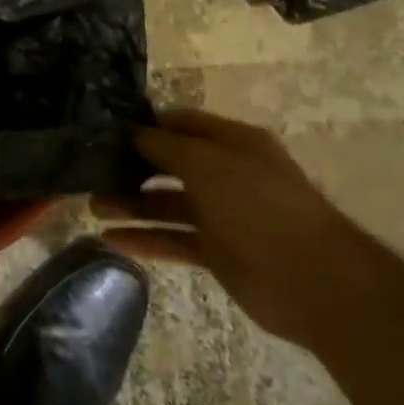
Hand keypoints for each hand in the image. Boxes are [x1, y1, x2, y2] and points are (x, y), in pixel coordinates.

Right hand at [96, 108, 360, 346]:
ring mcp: (222, 215)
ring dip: (129, 204)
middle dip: (130, 166)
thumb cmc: (259, 205)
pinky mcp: (217, 253)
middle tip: (90, 170)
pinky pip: (172, 239)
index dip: (145, 124)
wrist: (314, 281)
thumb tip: (133, 131)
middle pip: (168, 164)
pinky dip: (143, 239)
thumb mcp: (207, 162)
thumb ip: (165, 145)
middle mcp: (226, 174)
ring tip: (92, 206)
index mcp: (232, 144)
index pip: (181, 123)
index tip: (104, 128)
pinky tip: (110, 239)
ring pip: (165, 203)